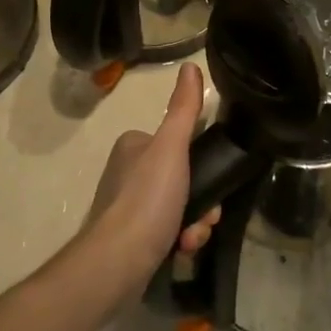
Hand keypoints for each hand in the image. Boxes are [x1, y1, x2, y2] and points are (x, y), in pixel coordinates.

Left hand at [85, 64, 220, 288]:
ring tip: (192, 240)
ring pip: (179, 208)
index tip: (213, 181)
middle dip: (201, 202)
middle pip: (182, 179)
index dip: (201, 163)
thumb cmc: (146, 200)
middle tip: (205, 217)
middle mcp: (127, 172)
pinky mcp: (130, 239)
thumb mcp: (171, 148)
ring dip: (194, 224)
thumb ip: (184, 109)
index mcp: (134, 145)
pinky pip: (167, 232)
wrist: (117, 264)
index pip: (178, 144)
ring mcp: (127, 207)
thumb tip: (190, 66)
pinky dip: (179, 241)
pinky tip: (181, 251)